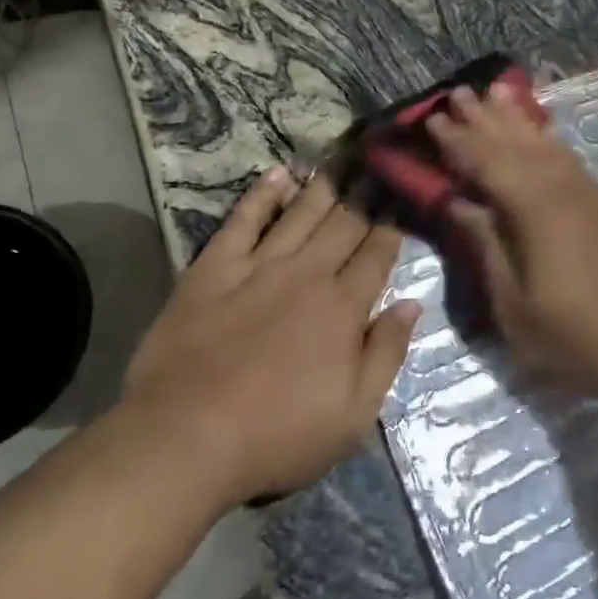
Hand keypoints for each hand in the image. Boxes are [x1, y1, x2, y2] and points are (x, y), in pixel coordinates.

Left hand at [118, 168, 418, 507]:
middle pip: (344, 225)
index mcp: (343, 308)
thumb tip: (413, 304)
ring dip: (324, 186)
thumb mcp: (353, 414)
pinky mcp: (212, 270)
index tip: (403, 196)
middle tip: (380, 163)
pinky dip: (262, 196)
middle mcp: (306, 275)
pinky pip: (242, 222)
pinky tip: (279, 175)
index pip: (377, 254)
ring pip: (300, 215)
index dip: (393, 224)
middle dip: (366, 193)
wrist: (185, 439)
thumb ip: (386, 353)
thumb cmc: (278, 435)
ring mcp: (258, 267)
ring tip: (343, 159)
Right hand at [428, 83, 597, 390]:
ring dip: (519, 119)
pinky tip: (543, 137)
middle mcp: (564, 189)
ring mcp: (592, 194)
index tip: (433, 119)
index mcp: (535, 209)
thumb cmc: (572, 336)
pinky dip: (549, 142)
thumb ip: (487, 245)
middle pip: (517, 144)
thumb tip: (460, 203)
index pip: (487, 163)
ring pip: (548, 145)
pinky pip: (570, 161)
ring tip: (500, 92)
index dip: (458, 142)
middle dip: (485, 118)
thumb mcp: (513, 302)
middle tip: (460, 92)